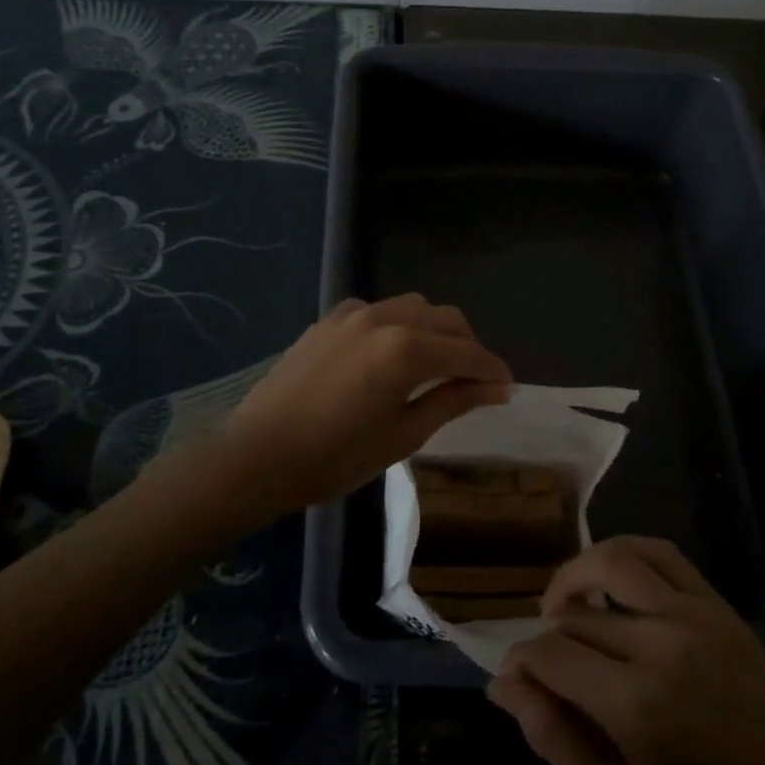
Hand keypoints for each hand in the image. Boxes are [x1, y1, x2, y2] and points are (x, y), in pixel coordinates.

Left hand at [220, 294, 512, 512]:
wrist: (257, 455)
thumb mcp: (403, 436)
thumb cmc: (335, 457)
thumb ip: (453, 401)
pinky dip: (401, 324)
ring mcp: (355, 313)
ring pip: (417, 307)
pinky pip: (382, 309)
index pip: (468, 353)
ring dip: (437, 331)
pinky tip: (391, 354)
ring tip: (436, 366)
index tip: (507, 388)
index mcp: (407, 350)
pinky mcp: (331, 318)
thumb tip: (498, 387)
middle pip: (448, 320)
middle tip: (474, 383)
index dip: (493, 370)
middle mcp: (386, 318)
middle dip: (469, 348)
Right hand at [489, 537, 764, 764]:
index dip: (521, 661)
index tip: (516, 677)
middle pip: (576, 614)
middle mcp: (660, 643)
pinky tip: (611, 578)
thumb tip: (502, 684)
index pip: (550, 653)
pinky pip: (661, 553)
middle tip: (544, 661)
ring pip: (613, 559)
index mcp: (634, 703)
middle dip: (546, 634)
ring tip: (563, 603)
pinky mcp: (715, 602)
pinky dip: (624, 552)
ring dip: (575, 574)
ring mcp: (692, 614)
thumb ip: (554, 740)